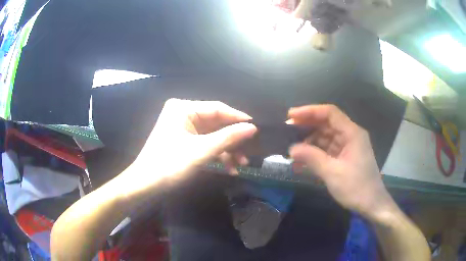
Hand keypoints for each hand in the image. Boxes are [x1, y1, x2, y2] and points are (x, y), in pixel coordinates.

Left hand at [118, 99, 256, 194]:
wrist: (146, 185)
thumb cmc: (170, 165)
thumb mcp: (202, 151)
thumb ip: (228, 138)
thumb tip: (252, 127)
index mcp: (183, 108)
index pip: (217, 108)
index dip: (237, 118)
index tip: (256, 128)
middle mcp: (182, 113)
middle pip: (215, 123)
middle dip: (231, 140)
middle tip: (248, 152)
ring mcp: (182, 127)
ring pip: (212, 135)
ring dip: (226, 150)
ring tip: (240, 165)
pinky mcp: (183, 140)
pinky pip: (204, 143)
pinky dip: (216, 154)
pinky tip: (228, 168)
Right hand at [288, 105, 394, 217]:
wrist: (371, 205)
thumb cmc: (356, 188)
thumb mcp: (333, 173)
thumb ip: (312, 158)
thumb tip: (291, 149)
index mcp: (352, 133)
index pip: (330, 113)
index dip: (310, 111)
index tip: (291, 116)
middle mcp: (350, 136)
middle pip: (327, 123)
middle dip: (307, 126)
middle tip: (287, 131)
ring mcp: (348, 147)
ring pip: (326, 137)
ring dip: (309, 142)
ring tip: (292, 149)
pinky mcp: (344, 158)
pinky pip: (327, 150)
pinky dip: (315, 154)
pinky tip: (302, 161)